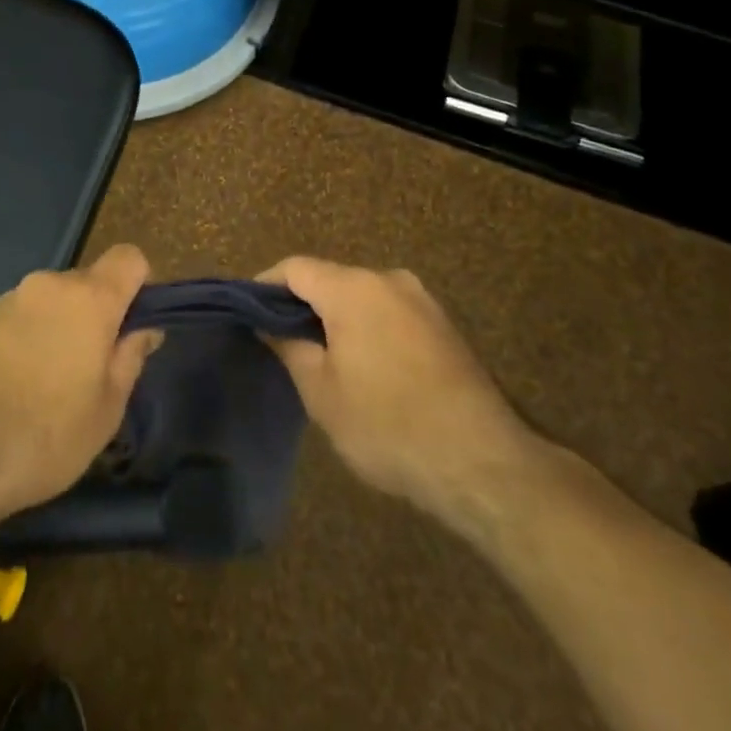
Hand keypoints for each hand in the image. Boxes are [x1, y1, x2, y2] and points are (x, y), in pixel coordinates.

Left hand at [0, 244, 161, 544]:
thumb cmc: (45, 436)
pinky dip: (39, 334)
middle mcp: (50, 285)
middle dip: (103, 312)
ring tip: (59, 382)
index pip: (129, 257)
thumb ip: (130, 358)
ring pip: (59, 299)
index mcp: (88, 298)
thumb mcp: (107, 409)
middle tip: (99, 367)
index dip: (141, 285)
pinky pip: (30, 314)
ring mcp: (13, 299)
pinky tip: (28, 382)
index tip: (135, 327)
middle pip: (92, 280)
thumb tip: (145, 329)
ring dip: (69, 325)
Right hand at [260, 257, 548, 533]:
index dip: (265, 285)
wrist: (482, 462)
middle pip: (330, 278)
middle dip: (302, 305)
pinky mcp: (443, 325)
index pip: (295, 268)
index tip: (248, 313)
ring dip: (336, 318)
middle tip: (281, 343)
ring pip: (361, 296)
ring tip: (320, 358)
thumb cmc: (387, 425)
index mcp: (353, 288)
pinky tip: (364, 367)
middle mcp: (388, 280)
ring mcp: (421, 300)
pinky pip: (389, 312)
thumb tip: (268, 324)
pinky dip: (367, 328)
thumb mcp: (322, 393)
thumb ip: (289, 348)